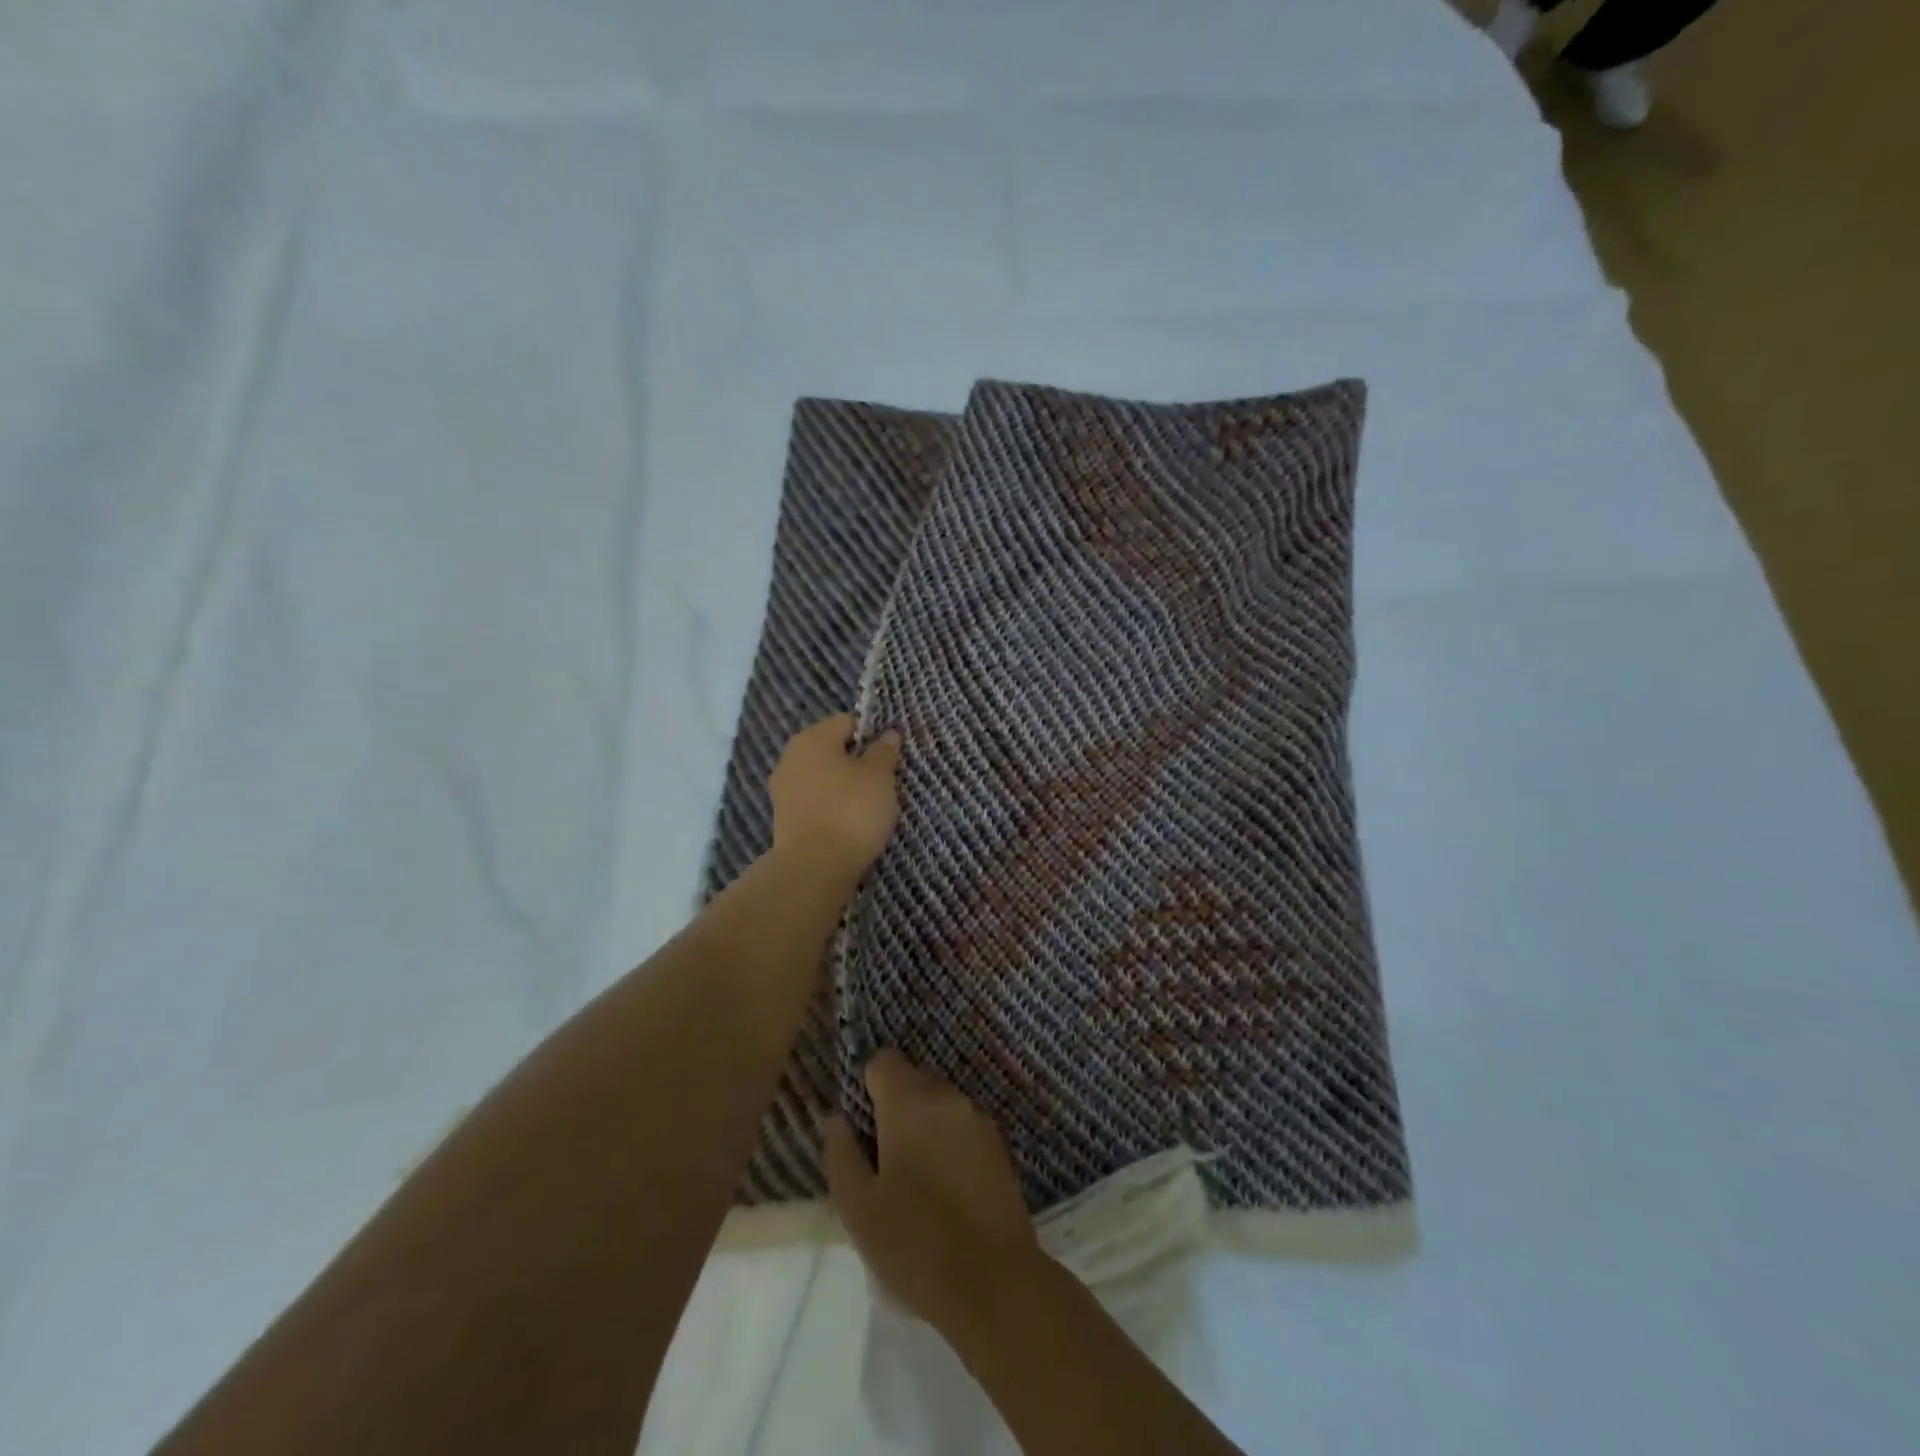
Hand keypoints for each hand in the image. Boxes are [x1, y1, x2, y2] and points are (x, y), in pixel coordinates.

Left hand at [769, 714, 902, 883]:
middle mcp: (790, 758)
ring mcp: (783, 790)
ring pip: (823, 778)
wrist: (815, 868)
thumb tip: (887, 734)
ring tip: (868, 807)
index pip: (847, 722)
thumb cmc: (851, 811)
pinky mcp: (784, 819)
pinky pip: (815, 802)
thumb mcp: (879, 776)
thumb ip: (884, 751)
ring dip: (844, 787)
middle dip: (857, 763)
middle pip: (832, 750)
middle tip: (883, 783)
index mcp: (811, 738)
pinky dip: (831, 807)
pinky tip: (848, 824)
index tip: (889, 758)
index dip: (872, 735)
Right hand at [824, 1050, 1044, 1330]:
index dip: (867, 1087)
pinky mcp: (1000, 1146)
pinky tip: (945, 1189)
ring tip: (915, 1179)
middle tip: (883, 1160)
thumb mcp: (858, 1206)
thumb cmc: (915, 1243)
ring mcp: (979, 1119)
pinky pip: (963, 1127)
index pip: (883, 1061)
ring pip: (940, 1104)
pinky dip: (949, 1143)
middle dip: (895, 1107)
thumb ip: (841, 1153)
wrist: (995, 1284)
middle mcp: (948, 1097)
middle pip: (913, 1079)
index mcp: (911, 1102)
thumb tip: (837, 1118)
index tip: (862, 1127)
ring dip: (924, 1125)